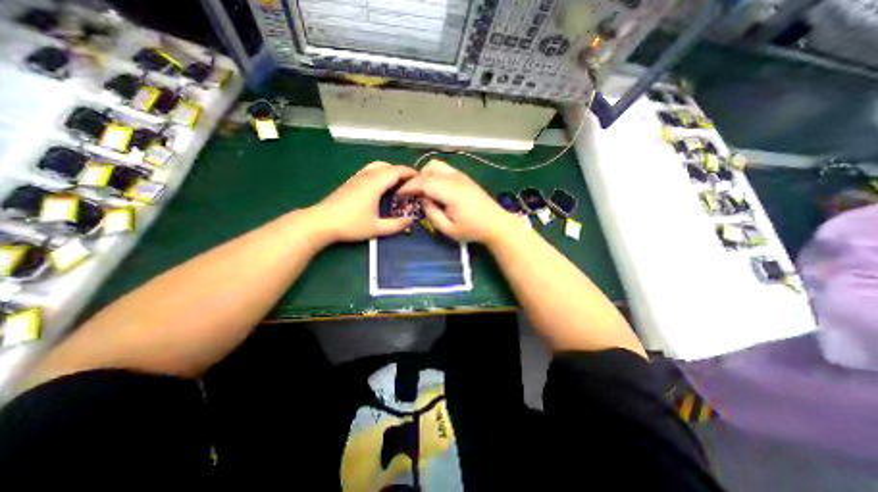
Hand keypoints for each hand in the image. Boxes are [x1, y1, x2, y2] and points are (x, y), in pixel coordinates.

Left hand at [307, 162, 417, 244]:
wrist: (321, 222)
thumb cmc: (350, 225)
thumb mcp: (377, 228)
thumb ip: (396, 225)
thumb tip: (410, 221)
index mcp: (375, 184)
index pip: (396, 171)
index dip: (410, 173)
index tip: (420, 179)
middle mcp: (367, 176)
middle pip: (388, 167)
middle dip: (402, 172)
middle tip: (412, 183)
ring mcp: (357, 178)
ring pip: (378, 166)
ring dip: (390, 171)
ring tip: (398, 183)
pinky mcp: (351, 182)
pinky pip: (370, 170)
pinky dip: (380, 173)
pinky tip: (381, 185)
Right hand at [396, 160, 515, 243]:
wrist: (496, 224)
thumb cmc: (472, 230)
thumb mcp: (448, 229)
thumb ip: (432, 214)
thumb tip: (423, 200)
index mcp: (449, 191)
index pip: (423, 182)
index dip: (408, 187)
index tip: (399, 194)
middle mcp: (454, 179)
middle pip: (429, 169)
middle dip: (416, 180)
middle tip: (412, 194)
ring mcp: (461, 176)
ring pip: (437, 166)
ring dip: (426, 175)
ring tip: (424, 191)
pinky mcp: (465, 178)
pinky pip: (445, 169)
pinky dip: (435, 175)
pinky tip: (436, 189)